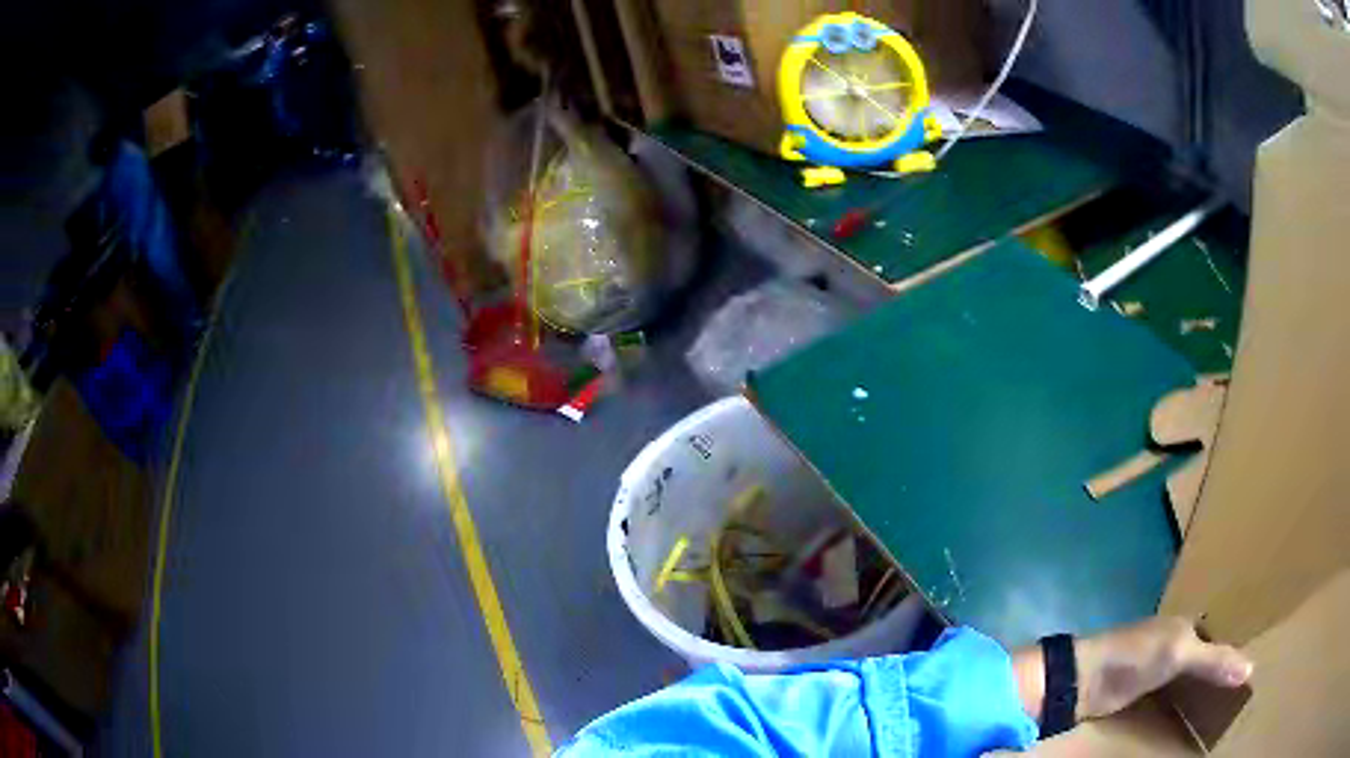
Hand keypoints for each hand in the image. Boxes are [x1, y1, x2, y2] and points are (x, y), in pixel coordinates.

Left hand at [1014, 617, 1253, 723]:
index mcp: (1187, 626)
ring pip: (1190, 678)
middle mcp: (1176, 643)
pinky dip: (1185, 703)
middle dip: (1221, 671)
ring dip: (1204, 689)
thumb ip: (1214, 661)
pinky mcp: (1142, 692)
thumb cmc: (1136, 656)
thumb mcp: (1180, 654)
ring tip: (1224, 707)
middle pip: (1206, 657)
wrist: (1085, 679)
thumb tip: (1250, 669)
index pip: (1220, 636)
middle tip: (1240, 693)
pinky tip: (1193, 717)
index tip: (1253, 667)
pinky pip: (1172, 696)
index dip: (1235, 650)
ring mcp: (1157, 669)